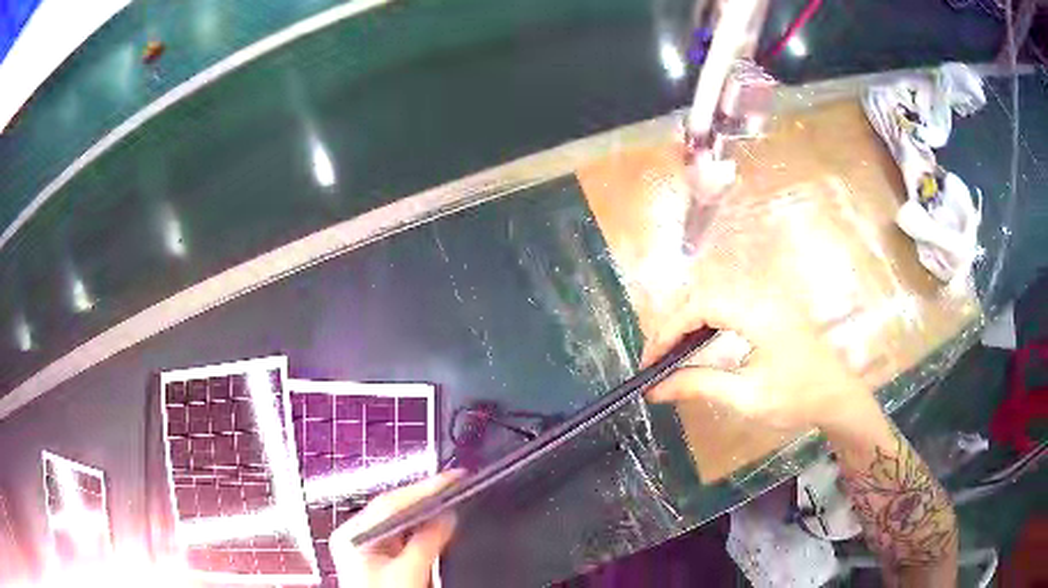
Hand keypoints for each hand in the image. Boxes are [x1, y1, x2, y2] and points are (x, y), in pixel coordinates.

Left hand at [329, 470, 463, 587]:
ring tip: (452, 500)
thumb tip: (448, 516)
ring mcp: (367, 547)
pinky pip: (404, 537)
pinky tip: (440, 526)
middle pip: (394, 510)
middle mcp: (357, 536)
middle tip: (456, 486)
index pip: (389, 503)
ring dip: (426, 515)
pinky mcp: (380, 558)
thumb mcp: (408, 574)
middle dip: (425, 500)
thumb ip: (427, 542)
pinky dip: (423, 532)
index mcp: (353, 535)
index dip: (423, 489)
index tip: (452, 478)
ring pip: (401, 523)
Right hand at [641, 291, 870, 432]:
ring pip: (715, 297)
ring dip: (688, 322)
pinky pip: (729, 304)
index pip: (699, 306)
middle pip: (703, 295)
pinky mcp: (771, 307)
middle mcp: (761, 295)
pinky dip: (707, 321)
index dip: (667, 330)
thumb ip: (699, 386)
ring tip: (671, 353)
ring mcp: (768, 298)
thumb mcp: (746, 397)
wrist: (839, 396)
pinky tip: (699, 343)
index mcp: (757, 312)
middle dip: (673, 325)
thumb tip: (655, 389)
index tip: (649, 363)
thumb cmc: (797, 398)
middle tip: (656, 360)